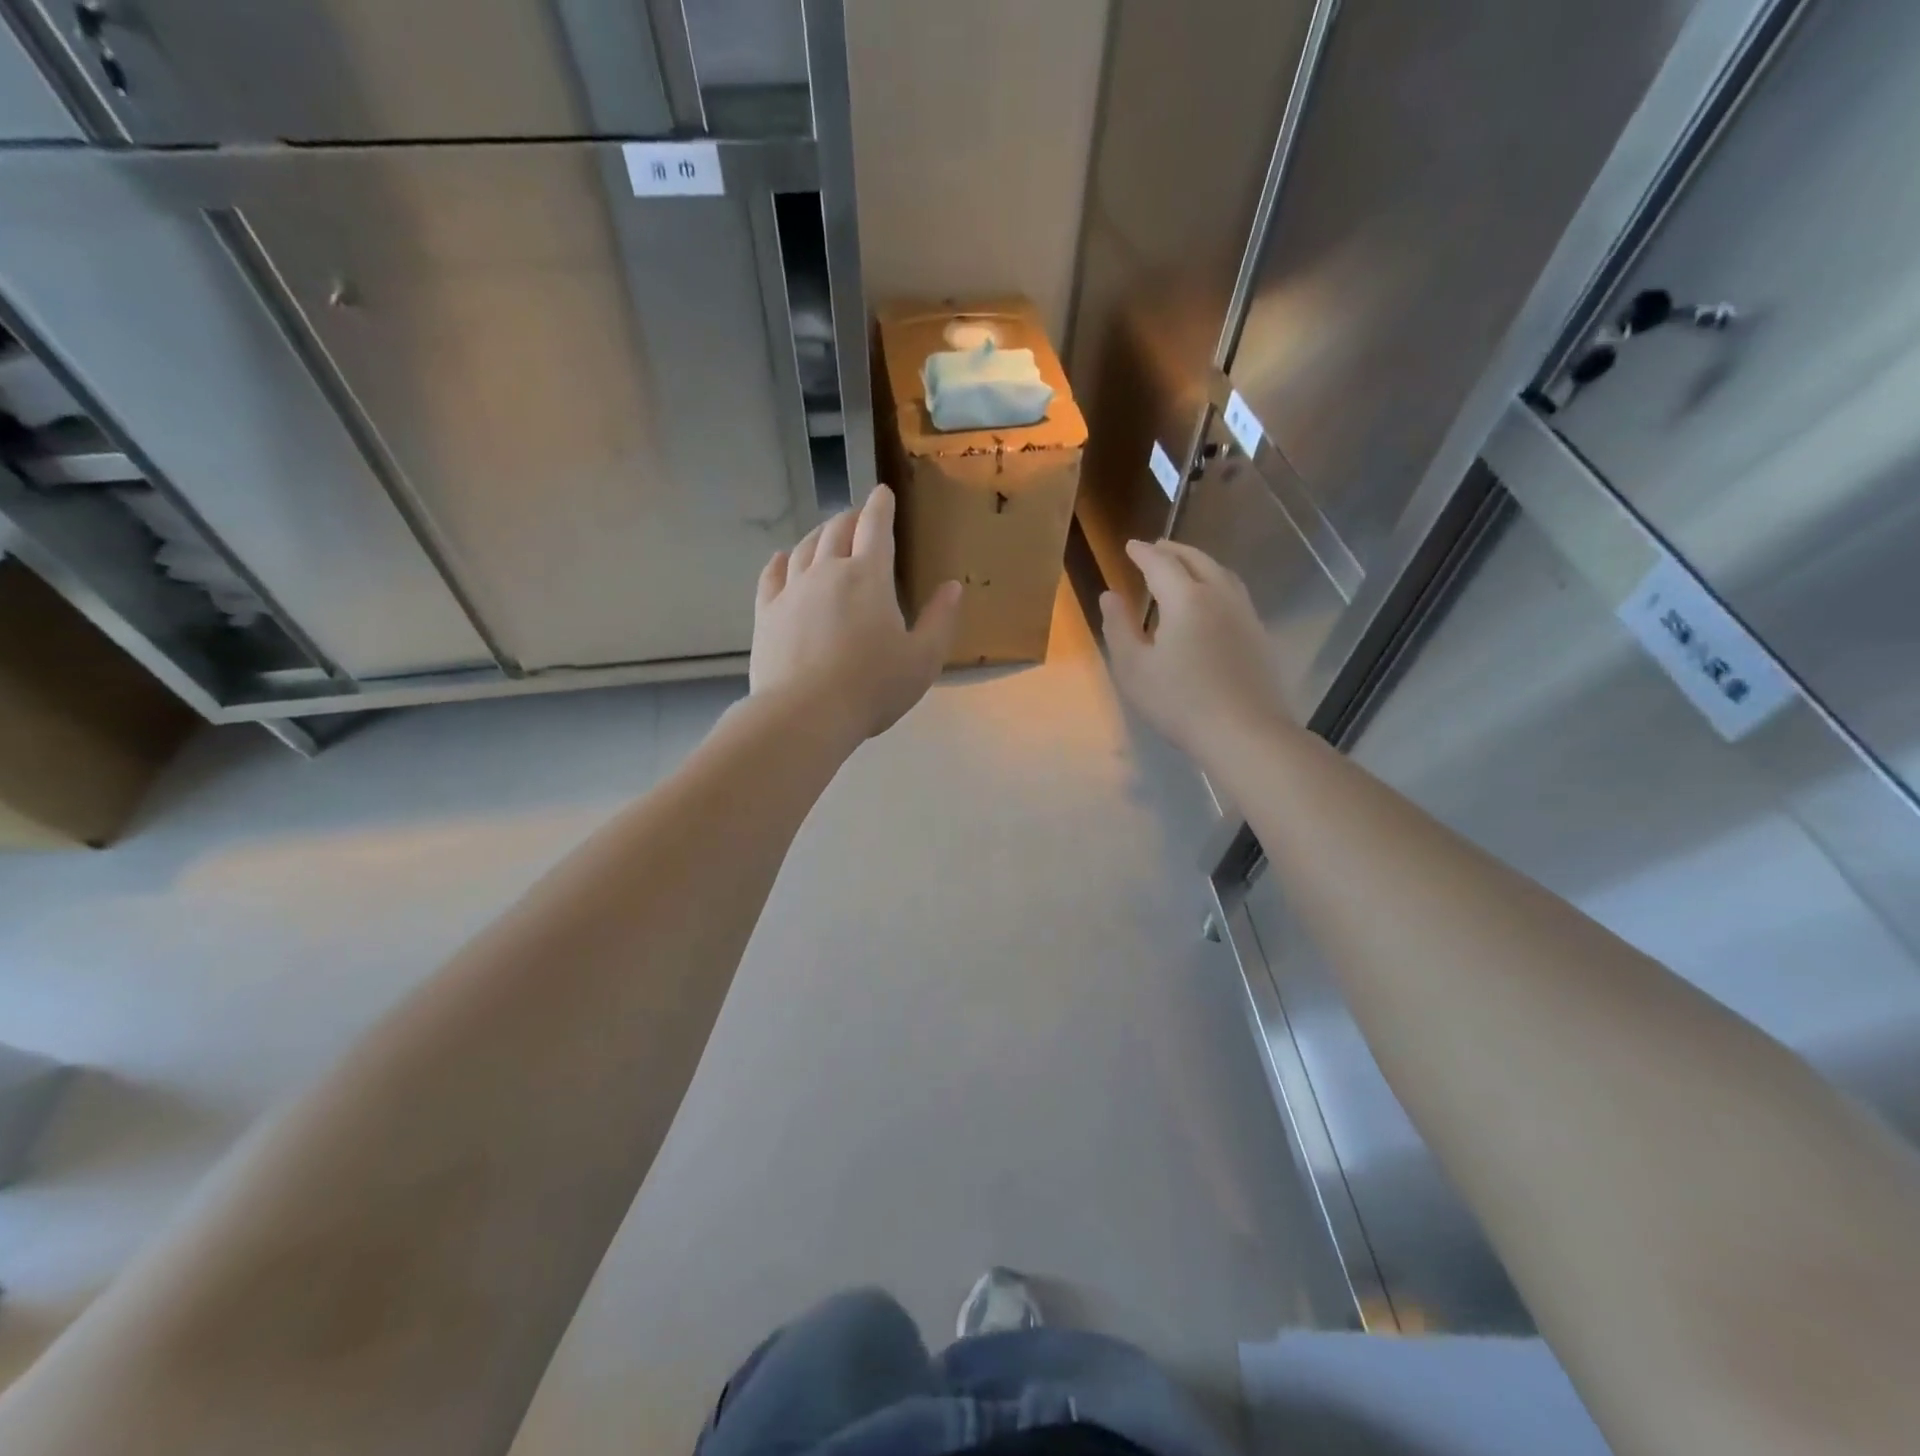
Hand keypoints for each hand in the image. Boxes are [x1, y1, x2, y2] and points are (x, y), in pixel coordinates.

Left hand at [751, 485, 962, 743]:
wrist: (806, 713)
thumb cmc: (873, 687)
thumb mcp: (923, 659)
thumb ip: (940, 620)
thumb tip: (952, 586)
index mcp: (868, 577)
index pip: (876, 527)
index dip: (881, 506)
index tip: (882, 493)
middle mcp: (827, 571)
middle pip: (837, 530)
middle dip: (851, 518)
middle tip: (858, 517)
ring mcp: (792, 591)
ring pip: (804, 548)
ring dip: (819, 534)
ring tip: (826, 534)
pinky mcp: (766, 613)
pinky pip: (771, 575)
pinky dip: (780, 561)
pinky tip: (783, 559)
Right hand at [1101, 539, 1288, 757]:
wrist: (1245, 732)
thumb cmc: (1180, 702)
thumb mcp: (1134, 668)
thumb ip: (1118, 627)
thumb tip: (1110, 595)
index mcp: (1186, 599)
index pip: (1161, 563)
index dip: (1143, 553)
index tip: (1130, 546)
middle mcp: (1219, 596)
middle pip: (1196, 560)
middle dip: (1173, 550)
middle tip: (1156, 547)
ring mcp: (1244, 614)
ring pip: (1221, 573)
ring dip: (1199, 562)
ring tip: (1184, 566)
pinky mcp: (1259, 634)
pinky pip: (1234, 592)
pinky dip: (1216, 582)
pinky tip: (1211, 600)